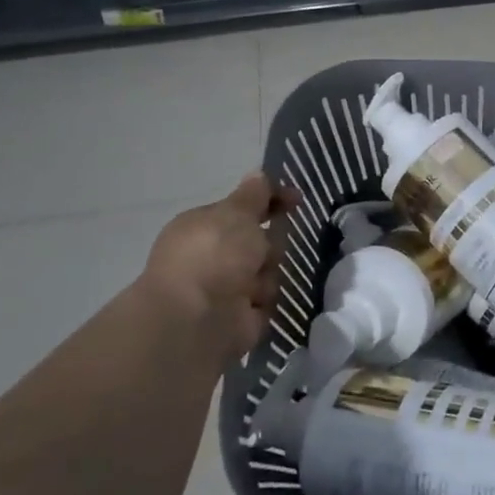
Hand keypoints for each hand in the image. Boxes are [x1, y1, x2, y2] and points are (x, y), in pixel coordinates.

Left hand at [138, 172, 297, 358]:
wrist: (198, 319)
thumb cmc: (213, 255)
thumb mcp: (237, 212)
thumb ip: (253, 194)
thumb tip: (258, 174)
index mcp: (203, 227)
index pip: (243, 208)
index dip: (270, 201)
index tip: (296, 200)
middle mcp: (211, 256)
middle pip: (259, 241)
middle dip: (268, 245)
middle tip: (262, 251)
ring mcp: (224, 287)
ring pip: (268, 270)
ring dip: (267, 275)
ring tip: (254, 286)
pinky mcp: (240, 316)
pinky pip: (268, 299)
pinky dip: (265, 300)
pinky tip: (254, 304)